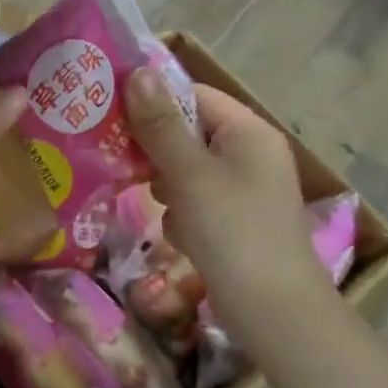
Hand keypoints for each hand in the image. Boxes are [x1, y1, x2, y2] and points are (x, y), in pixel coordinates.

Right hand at [124, 70, 334, 324]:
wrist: (275, 315)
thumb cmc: (233, 232)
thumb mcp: (190, 174)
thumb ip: (161, 124)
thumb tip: (137, 72)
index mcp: (248, 132)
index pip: (193, 96)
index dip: (153, 101)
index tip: (111, 114)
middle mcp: (250, 154)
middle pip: (188, 133)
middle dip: (157, 151)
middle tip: (123, 162)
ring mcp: (245, 190)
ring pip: (186, 170)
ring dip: (168, 187)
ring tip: (161, 206)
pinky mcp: (236, 222)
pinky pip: (197, 202)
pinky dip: (183, 215)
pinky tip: (182, 237)